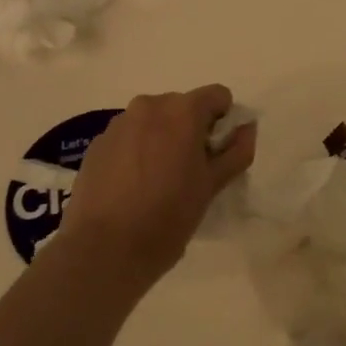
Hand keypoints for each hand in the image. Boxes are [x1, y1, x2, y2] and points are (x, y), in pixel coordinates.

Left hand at [56, 85, 255, 287]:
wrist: (105, 249)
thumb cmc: (168, 216)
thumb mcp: (212, 186)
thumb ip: (236, 152)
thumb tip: (247, 128)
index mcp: (182, 111)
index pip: (217, 96)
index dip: (223, 122)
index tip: (217, 154)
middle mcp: (149, 106)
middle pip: (183, 107)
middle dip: (191, 131)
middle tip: (190, 172)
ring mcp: (119, 123)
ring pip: (153, 122)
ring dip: (162, 140)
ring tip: (158, 182)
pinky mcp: (97, 144)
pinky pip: (128, 138)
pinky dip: (136, 152)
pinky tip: (132, 187)